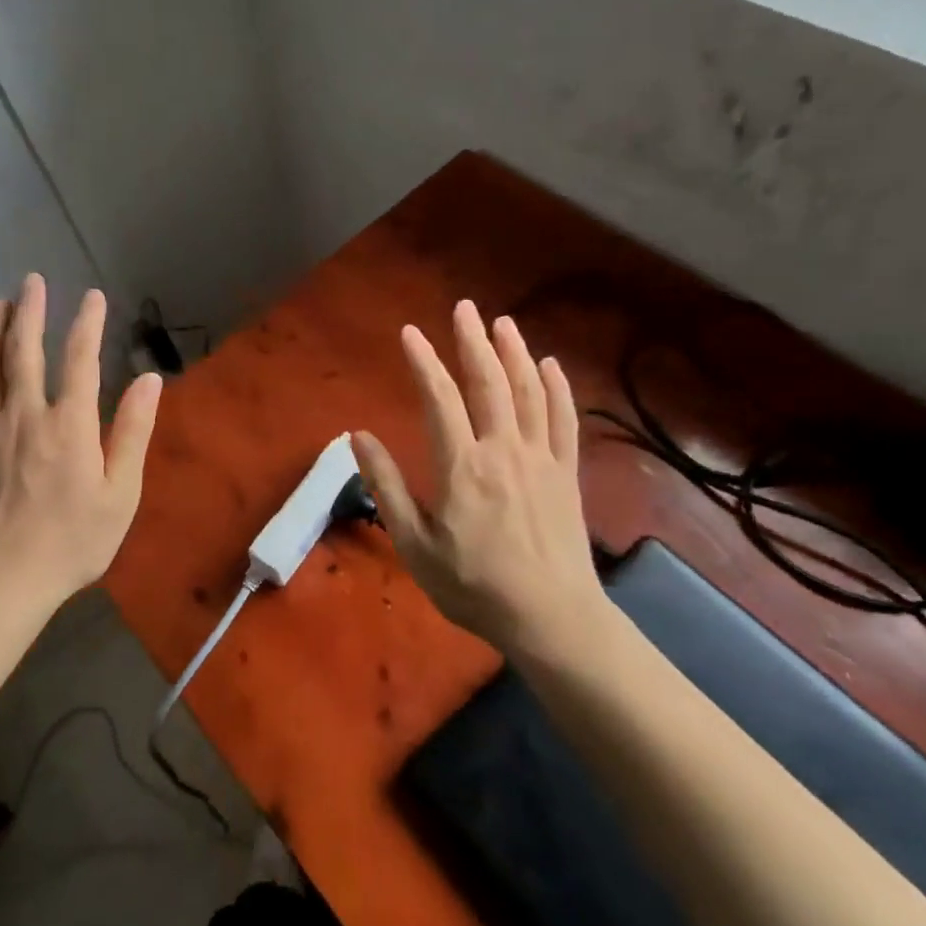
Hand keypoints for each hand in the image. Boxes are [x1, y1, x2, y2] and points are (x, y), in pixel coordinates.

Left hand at [0, 274, 161, 603]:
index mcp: (68, 424)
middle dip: (29, 311)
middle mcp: (25, 415)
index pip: (80, 358)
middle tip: (30, 281)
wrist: (6, 577)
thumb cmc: (74, 539)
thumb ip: (133, 431)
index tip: (93, 296)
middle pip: (24, 351)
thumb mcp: (121, 492)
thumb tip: (149, 380)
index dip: (87, 323)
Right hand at [352, 301, 609, 654]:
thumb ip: (386, 487)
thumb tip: (359, 436)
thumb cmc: (473, 585)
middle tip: (464, 308)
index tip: (410, 333)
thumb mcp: (414, 545)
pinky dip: (557, 388)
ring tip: (502, 323)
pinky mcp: (566, 473)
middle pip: (489, 383)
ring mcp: (541, 459)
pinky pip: (564, 420)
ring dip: (515, 353)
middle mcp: (503, 450)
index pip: (439, 399)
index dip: (424, 362)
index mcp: (462, 466)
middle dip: (473, 341)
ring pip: (529, 393)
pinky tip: (551, 366)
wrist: (551, 618)